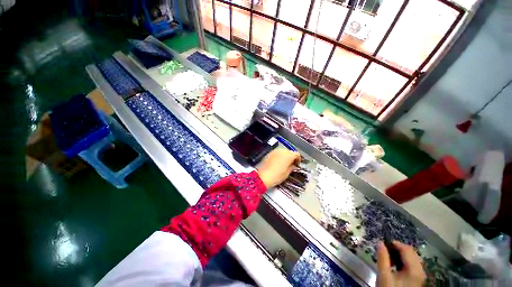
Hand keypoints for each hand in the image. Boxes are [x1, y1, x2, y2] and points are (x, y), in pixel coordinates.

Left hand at [257, 149, 300, 187]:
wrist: (263, 176)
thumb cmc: (277, 176)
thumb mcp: (287, 173)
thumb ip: (292, 167)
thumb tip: (293, 166)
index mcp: (288, 155)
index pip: (297, 154)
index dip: (298, 159)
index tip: (297, 164)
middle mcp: (282, 151)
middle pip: (290, 152)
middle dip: (292, 157)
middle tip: (291, 164)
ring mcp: (275, 151)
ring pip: (283, 151)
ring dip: (285, 156)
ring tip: (284, 163)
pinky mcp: (270, 153)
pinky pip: (277, 153)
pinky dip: (279, 156)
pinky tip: (278, 162)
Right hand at [377, 241, 425, 286]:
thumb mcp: (383, 275)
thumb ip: (382, 258)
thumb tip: (380, 242)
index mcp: (414, 269)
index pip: (407, 250)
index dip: (395, 243)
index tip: (383, 243)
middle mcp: (421, 271)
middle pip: (411, 253)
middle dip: (398, 249)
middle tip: (386, 249)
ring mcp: (420, 275)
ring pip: (413, 258)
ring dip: (402, 254)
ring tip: (390, 257)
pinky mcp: (418, 278)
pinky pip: (414, 264)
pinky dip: (405, 260)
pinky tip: (396, 264)